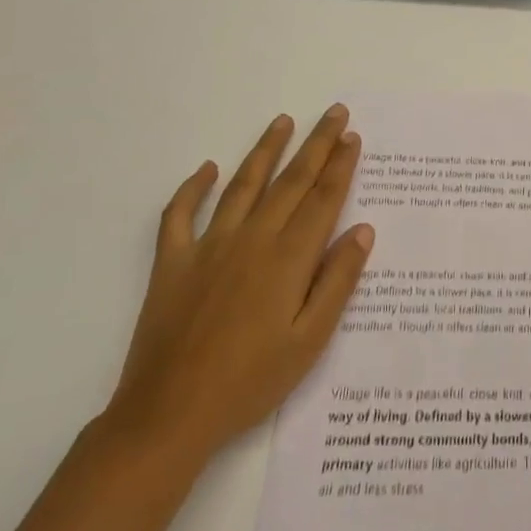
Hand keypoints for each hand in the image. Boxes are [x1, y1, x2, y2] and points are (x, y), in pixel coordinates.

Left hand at [102, 105, 374, 468]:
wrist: (167, 417)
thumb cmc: (249, 383)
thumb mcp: (309, 342)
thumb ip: (337, 281)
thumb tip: (362, 230)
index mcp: (288, 259)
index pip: (322, 198)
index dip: (340, 165)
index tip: (352, 136)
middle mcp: (252, 239)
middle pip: (291, 181)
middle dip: (316, 144)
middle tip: (334, 112)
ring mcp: (208, 247)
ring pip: (243, 185)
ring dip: (265, 150)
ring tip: (283, 122)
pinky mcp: (172, 263)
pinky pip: (179, 215)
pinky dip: (192, 189)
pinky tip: (206, 169)